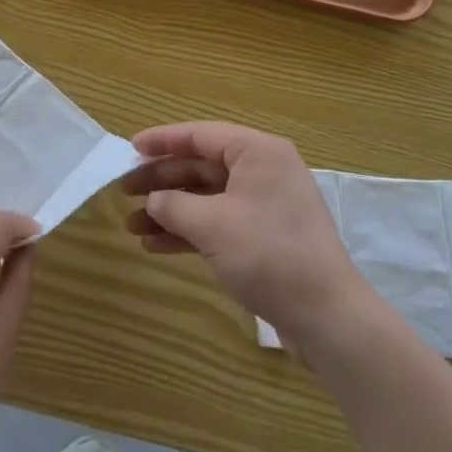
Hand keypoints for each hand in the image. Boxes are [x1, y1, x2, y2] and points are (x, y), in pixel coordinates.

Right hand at [122, 121, 365, 337]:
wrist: (326, 317)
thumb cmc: (268, 255)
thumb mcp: (212, 225)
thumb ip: (174, 205)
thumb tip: (154, 201)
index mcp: (258, 153)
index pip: (201, 135)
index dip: (163, 140)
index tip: (130, 147)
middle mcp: (263, 171)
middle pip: (201, 165)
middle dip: (162, 180)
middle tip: (124, 191)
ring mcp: (264, 205)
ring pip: (207, 196)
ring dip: (170, 210)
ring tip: (132, 224)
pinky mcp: (264, 236)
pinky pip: (218, 222)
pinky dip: (188, 231)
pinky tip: (156, 245)